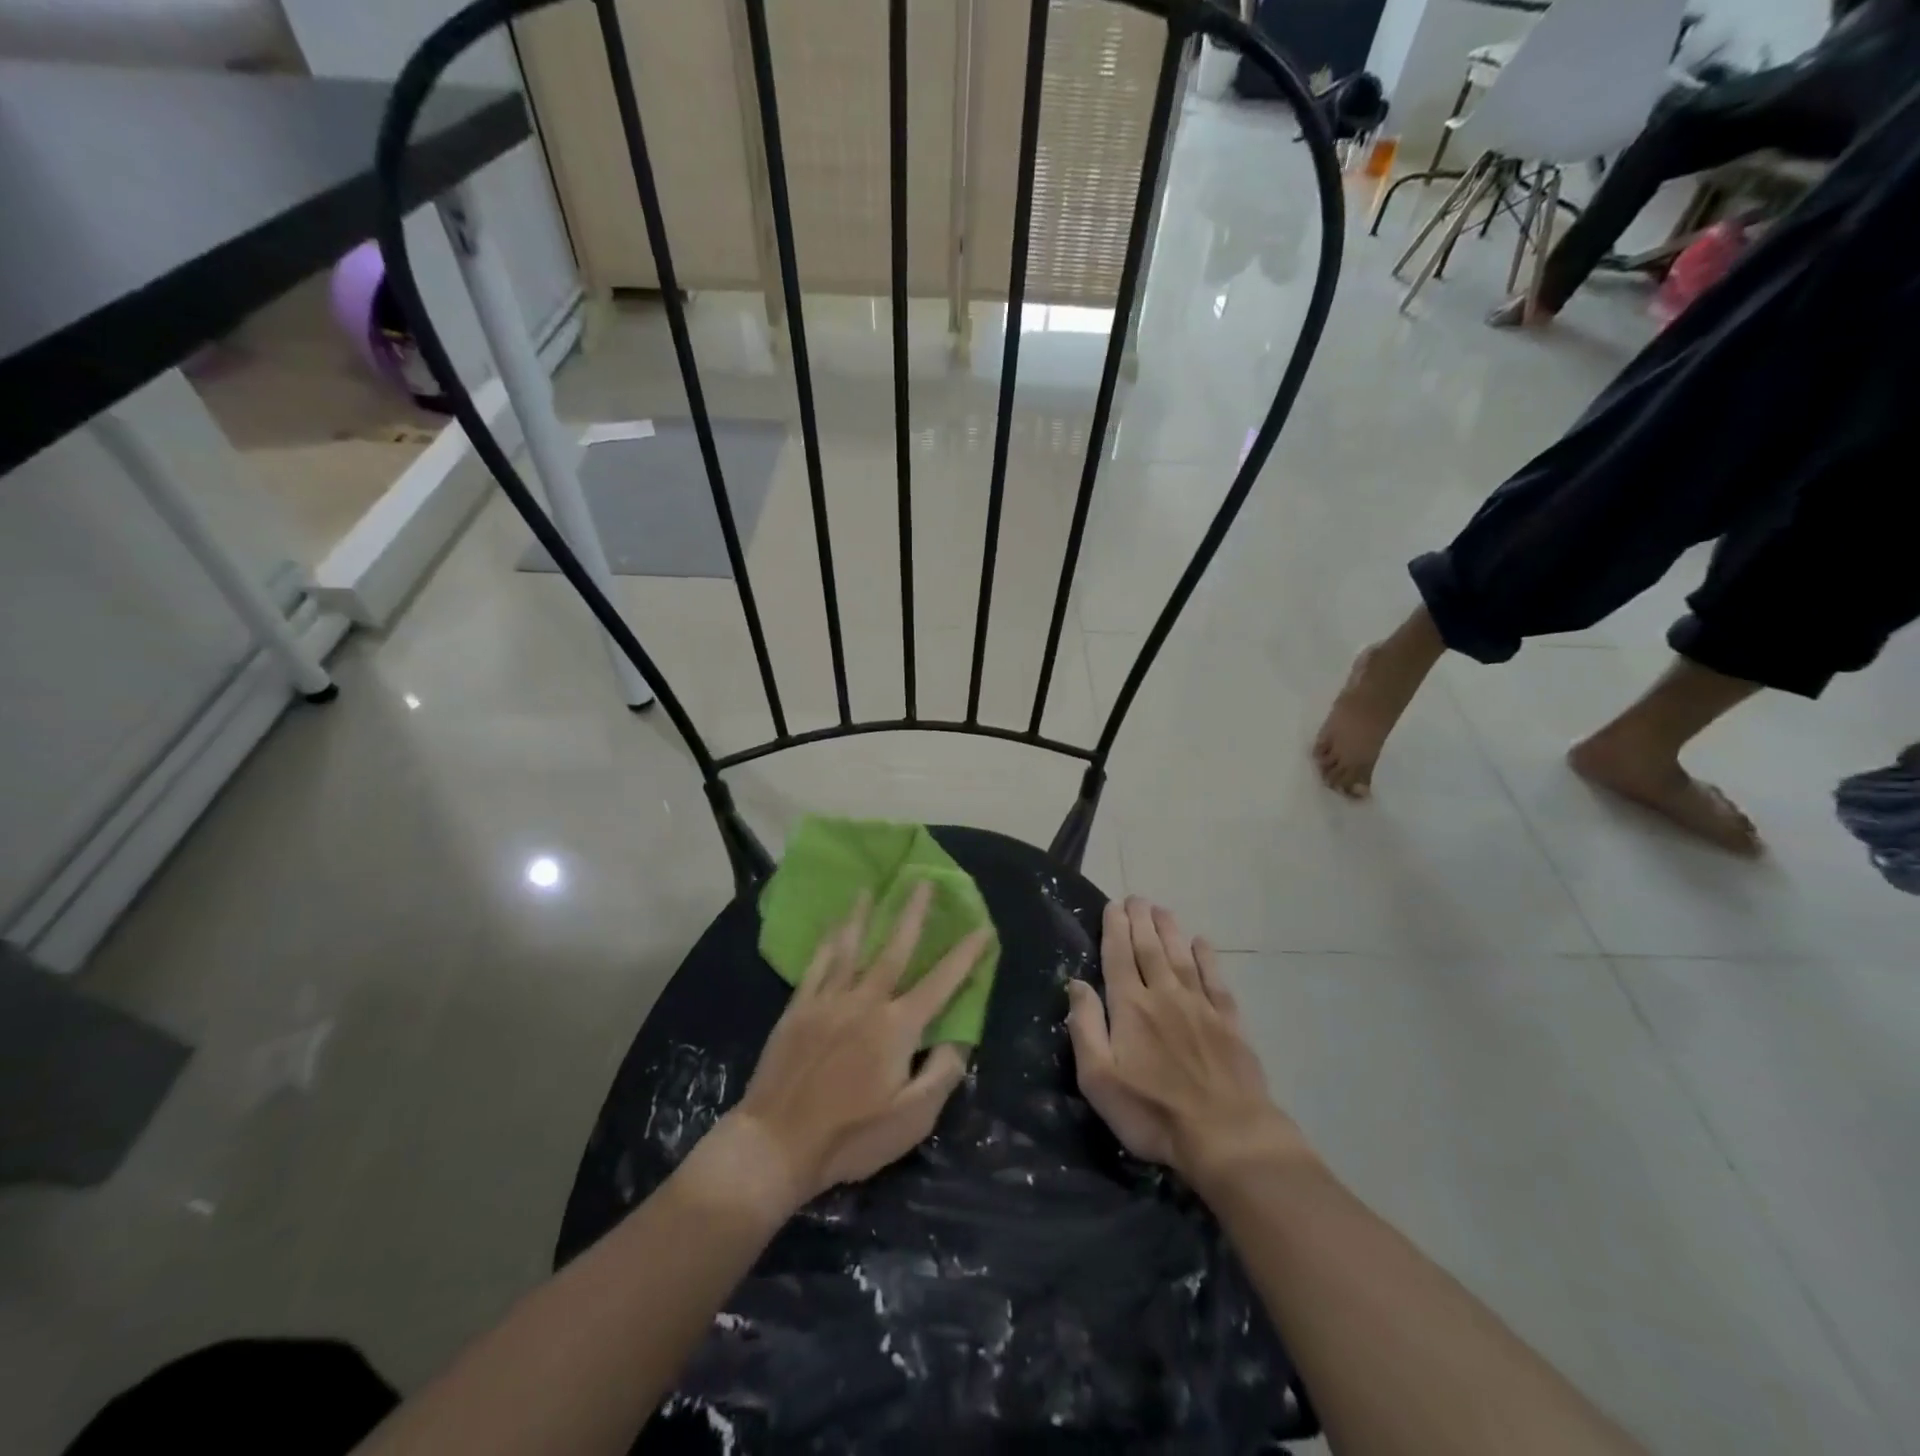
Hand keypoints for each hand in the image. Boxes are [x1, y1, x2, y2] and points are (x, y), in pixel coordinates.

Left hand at [729, 884, 988, 1213]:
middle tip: (923, 881)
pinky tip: (832, 925)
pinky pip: (817, 964)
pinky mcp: (798, 1008)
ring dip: (863, 914)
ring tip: (870, 888)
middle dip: (913, 913)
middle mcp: (865, 1002)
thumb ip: (942, 1074)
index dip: (965, 955)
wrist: (775, 1144)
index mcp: (897, 1027)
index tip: (982, 927)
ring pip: (851, 947)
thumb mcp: (911, 1119)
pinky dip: (827, 941)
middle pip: (894, 948)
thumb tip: (961, 1039)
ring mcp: (828, 1000)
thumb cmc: (850, 1137)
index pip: (941, 983)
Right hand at [1066, 897, 1309, 1189]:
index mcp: (1130, 1007)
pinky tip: (1201, 942)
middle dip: (1140, 921)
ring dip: (1169, 930)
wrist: (1227, 1136)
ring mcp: (1200, 1006)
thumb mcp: (1099, 1079)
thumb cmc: (1152, 1113)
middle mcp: (1164, 995)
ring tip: (1161, 909)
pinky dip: (1207, 957)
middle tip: (1136, 898)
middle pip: (1149, 948)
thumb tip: (1076, 983)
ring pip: (1180, 956)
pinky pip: (1215, 979)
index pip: (1118, 957)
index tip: (1113, 906)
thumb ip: (1085, 1027)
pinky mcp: (1229, 1021)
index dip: (1114, 929)